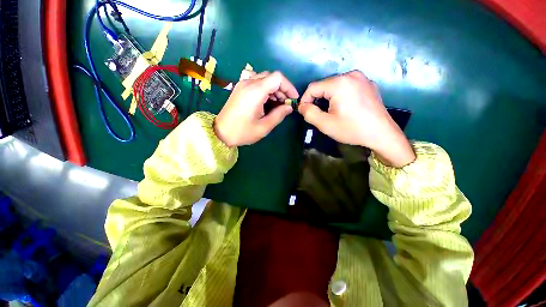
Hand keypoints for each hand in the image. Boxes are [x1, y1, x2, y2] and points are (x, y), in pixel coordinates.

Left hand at [214, 71, 298, 146]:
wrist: (221, 133)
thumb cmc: (242, 132)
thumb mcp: (264, 127)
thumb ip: (279, 115)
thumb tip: (289, 107)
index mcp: (255, 92)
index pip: (278, 78)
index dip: (289, 87)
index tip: (293, 99)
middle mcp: (248, 83)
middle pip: (271, 77)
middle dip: (282, 89)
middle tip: (285, 104)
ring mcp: (242, 84)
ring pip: (264, 78)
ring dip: (274, 89)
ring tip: (277, 103)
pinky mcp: (240, 88)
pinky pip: (256, 81)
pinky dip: (265, 88)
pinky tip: (265, 99)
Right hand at [298, 71, 414, 167]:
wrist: (382, 134)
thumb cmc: (352, 129)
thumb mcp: (325, 124)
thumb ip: (309, 113)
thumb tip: (302, 106)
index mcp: (339, 83)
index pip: (312, 87)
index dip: (305, 100)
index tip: (305, 112)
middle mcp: (351, 75)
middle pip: (324, 85)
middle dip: (318, 99)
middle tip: (319, 115)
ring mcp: (362, 78)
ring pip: (335, 86)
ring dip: (328, 98)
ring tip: (332, 112)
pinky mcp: (368, 84)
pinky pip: (347, 87)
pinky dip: (340, 95)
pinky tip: (345, 108)